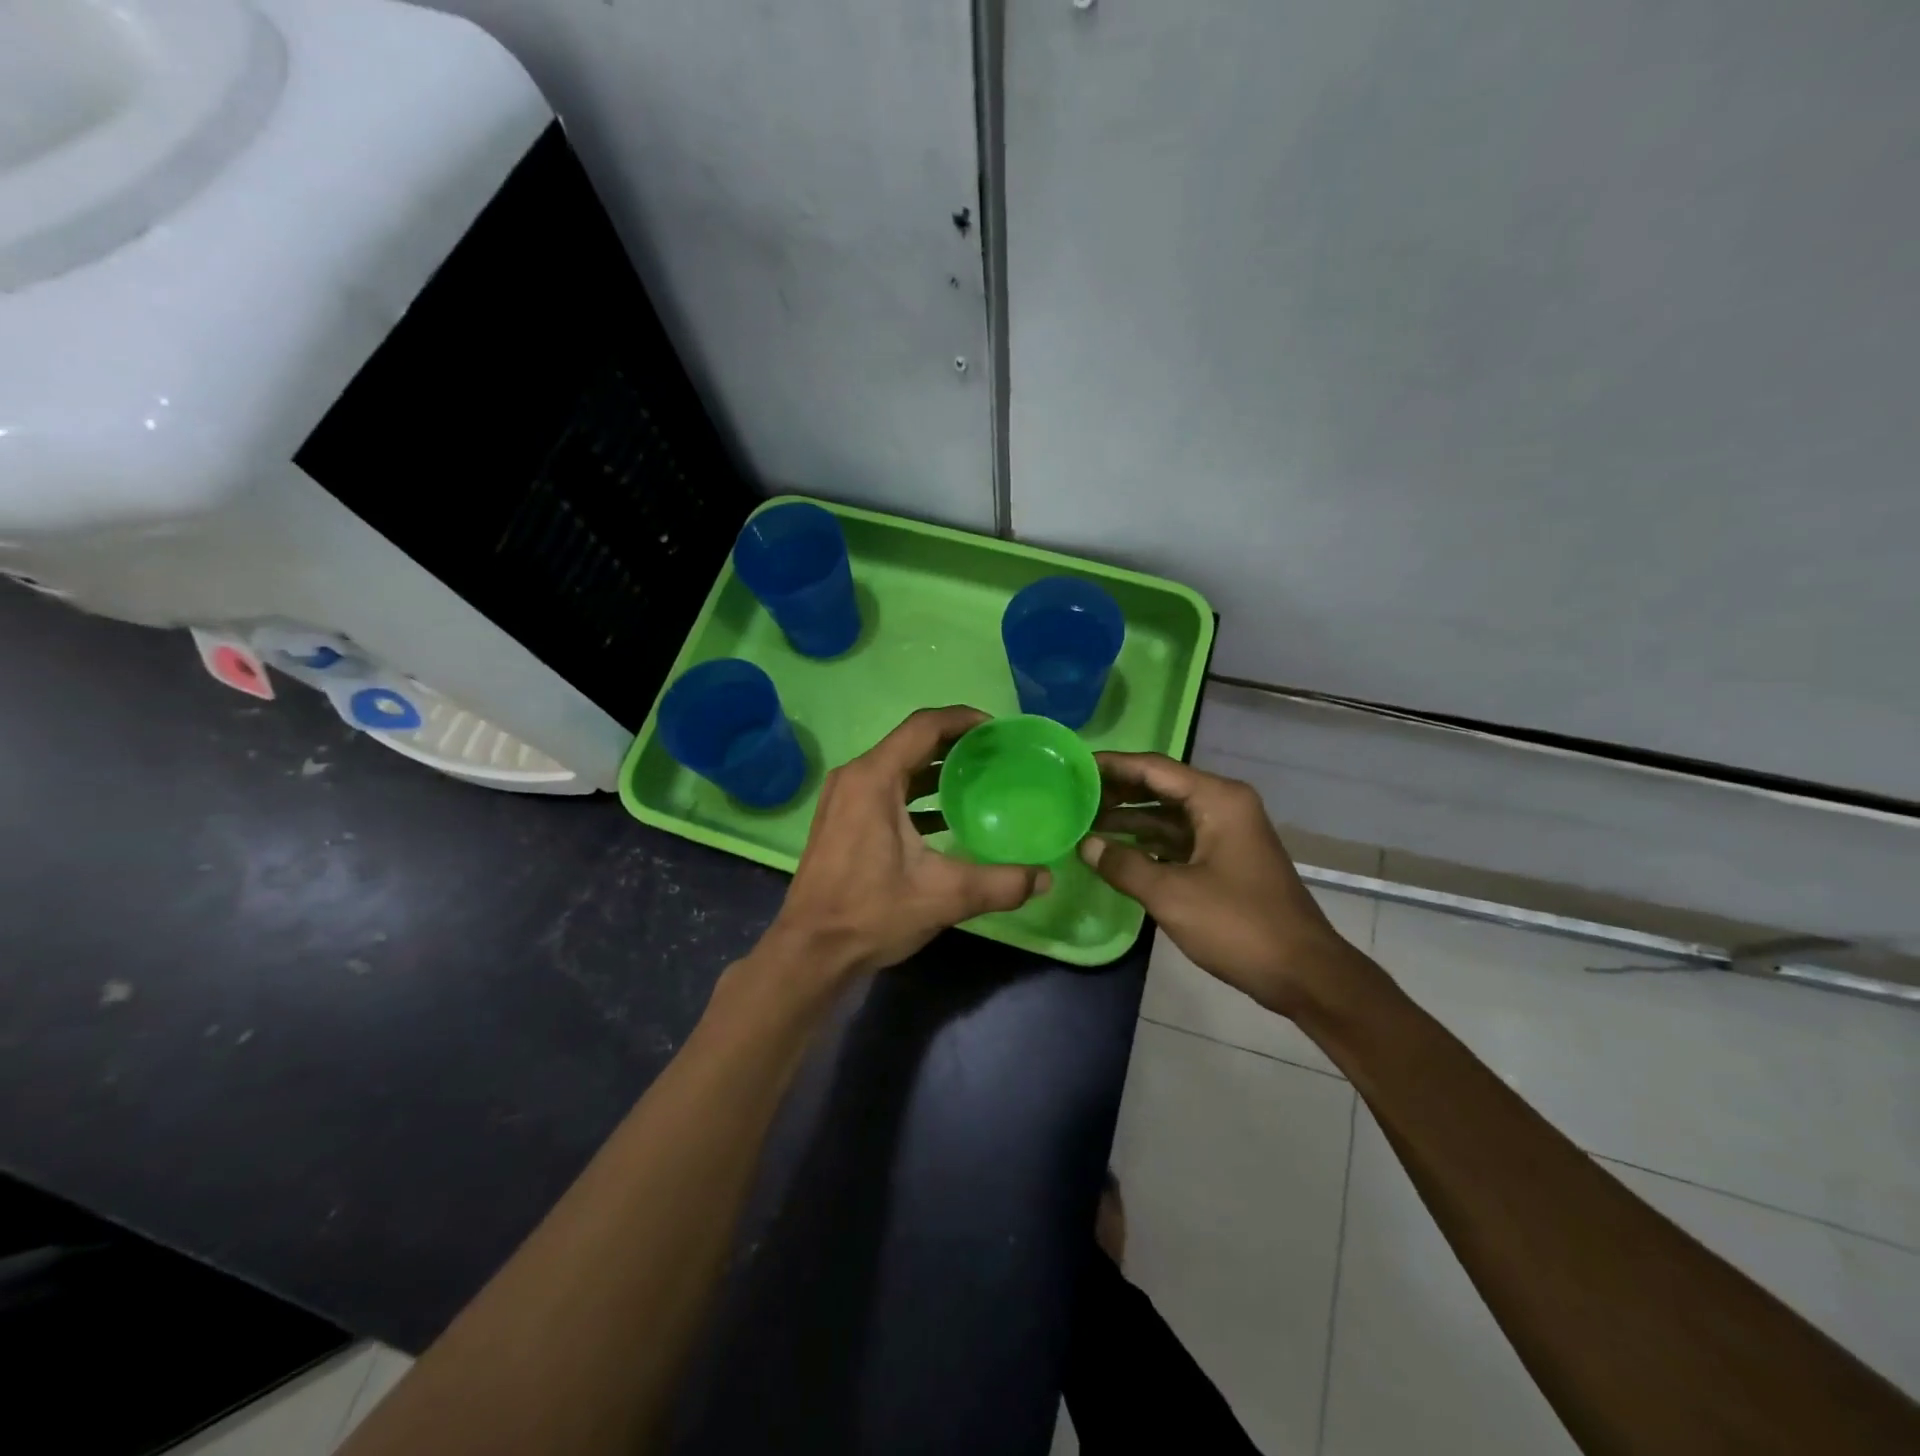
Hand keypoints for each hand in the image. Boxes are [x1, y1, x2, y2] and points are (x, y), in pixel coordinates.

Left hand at [765, 706, 1050, 978]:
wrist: (811, 952)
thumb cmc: (871, 913)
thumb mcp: (943, 896)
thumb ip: (1000, 884)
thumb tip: (1045, 877)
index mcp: (874, 779)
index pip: (924, 727)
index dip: (962, 719)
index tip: (998, 728)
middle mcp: (855, 777)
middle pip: (911, 742)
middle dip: (954, 743)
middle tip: (996, 753)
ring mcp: (844, 798)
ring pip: (897, 767)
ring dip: (936, 768)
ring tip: (979, 778)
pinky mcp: (842, 820)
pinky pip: (885, 789)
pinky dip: (917, 792)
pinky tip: (946, 815)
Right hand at [1079, 754, 1364, 1017]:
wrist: (1303, 973)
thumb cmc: (1238, 925)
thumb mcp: (1171, 894)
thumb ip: (1123, 864)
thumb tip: (1085, 845)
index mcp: (1217, 799)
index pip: (1153, 768)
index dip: (1112, 765)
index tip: (1073, 765)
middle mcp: (1223, 806)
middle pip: (1160, 787)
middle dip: (1117, 792)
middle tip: (1071, 796)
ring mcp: (1226, 833)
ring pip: (1167, 815)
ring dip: (1129, 819)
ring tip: (1083, 822)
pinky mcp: (1225, 860)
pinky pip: (1178, 839)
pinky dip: (1147, 842)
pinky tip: (1114, 851)